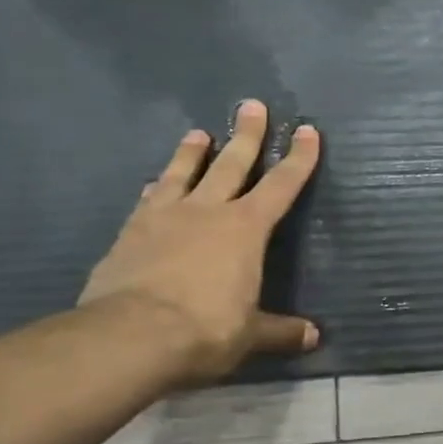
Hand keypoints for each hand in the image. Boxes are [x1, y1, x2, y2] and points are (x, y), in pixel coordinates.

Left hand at [79, 100, 321, 382]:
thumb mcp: (251, 334)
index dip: (298, 159)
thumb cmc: (206, 329)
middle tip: (252, 106)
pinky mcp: (130, 233)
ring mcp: (164, 218)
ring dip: (193, 152)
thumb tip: (313, 338)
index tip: (307, 131)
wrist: (129, 336)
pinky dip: (157, 188)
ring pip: (183, 173)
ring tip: (198, 133)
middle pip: (231, 164)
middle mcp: (207, 212)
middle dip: (246, 135)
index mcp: (246, 229)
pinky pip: (149, 200)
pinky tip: (154, 184)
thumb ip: (281, 331)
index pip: (281, 186)